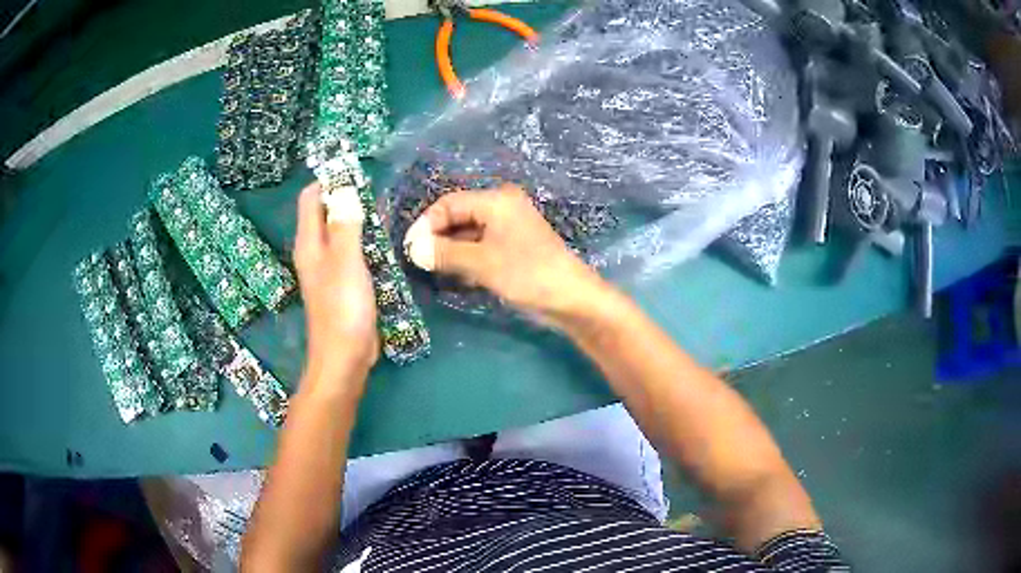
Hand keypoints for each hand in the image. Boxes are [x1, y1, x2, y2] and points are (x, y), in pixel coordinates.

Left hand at [294, 182, 378, 385]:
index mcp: (309, 243)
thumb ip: (344, 225)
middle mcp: (314, 252)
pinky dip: (363, 243)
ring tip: (383, 216)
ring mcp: (327, 269)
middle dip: (347, 199)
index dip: (329, 182)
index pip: (310, 198)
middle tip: (376, 197)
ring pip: (339, 233)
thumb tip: (343, 190)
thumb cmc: (343, 309)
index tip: (357, 176)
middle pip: (325, 213)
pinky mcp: (342, 284)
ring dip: (357, 221)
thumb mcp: (346, 262)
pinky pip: (350, 253)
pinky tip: (383, 245)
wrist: (344, 358)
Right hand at [404, 184, 608, 325]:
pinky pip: (479, 247)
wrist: (570, 299)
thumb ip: (445, 253)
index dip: (426, 224)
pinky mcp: (511, 249)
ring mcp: (507, 229)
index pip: (449, 203)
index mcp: (496, 200)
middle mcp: (501, 208)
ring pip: (467, 234)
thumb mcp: (482, 263)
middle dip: (436, 238)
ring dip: (449, 250)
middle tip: (417, 261)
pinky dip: (465, 259)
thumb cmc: (527, 273)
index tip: (410, 248)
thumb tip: (412, 249)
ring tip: (430, 269)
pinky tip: (452, 275)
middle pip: (457, 216)